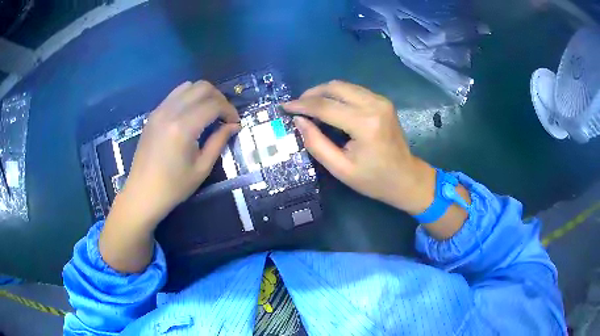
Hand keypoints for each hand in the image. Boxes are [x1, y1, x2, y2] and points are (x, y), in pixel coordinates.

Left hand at [118, 80, 239, 227]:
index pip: (214, 105)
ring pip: (188, 86)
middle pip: (202, 87)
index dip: (229, 110)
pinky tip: (191, 114)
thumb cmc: (173, 187)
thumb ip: (219, 141)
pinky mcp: (153, 114)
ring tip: (209, 112)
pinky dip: (189, 97)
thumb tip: (234, 125)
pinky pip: (175, 94)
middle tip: (224, 116)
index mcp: (183, 127)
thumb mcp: (202, 168)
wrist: (142, 193)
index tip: (235, 123)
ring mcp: (159, 110)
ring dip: (203, 94)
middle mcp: (170, 112)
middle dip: (219, 98)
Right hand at [284, 81, 435, 213]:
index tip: (284, 107)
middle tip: (297, 106)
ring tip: (309, 106)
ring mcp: (381, 100)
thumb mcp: (340, 169)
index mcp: (364, 124)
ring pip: (344, 85)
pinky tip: (329, 106)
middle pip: (334, 87)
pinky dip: (337, 95)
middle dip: (311, 93)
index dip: (301, 105)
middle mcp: (374, 105)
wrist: (406, 178)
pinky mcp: (383, 101)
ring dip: (323, 92)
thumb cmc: (374, 180)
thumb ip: (316, 143)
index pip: (325, 106)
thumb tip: (298, 120)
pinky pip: (354, 90)